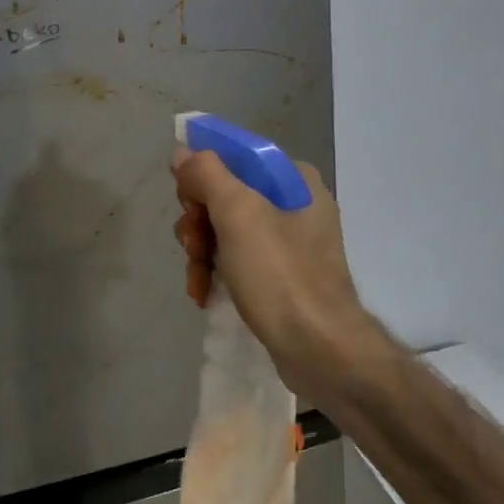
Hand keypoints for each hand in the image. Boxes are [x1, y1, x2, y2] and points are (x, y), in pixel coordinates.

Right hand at [172, 148, 368, 395]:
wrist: (320, 350)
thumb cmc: (280, 274)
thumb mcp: (238, 213)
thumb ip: (206, 173)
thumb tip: (183, 152)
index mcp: (293, 179)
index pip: (234, 156)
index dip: (202, 176)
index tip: (189, 204)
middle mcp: (294, 203)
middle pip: (224, 194)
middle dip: (199, 221)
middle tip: (195, 246)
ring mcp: (288, 242)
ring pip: (224, 228)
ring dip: (201, 251)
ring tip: (197, 279)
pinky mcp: (281, 275)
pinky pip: (236, 258)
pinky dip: (215, 271)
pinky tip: (204, 293)